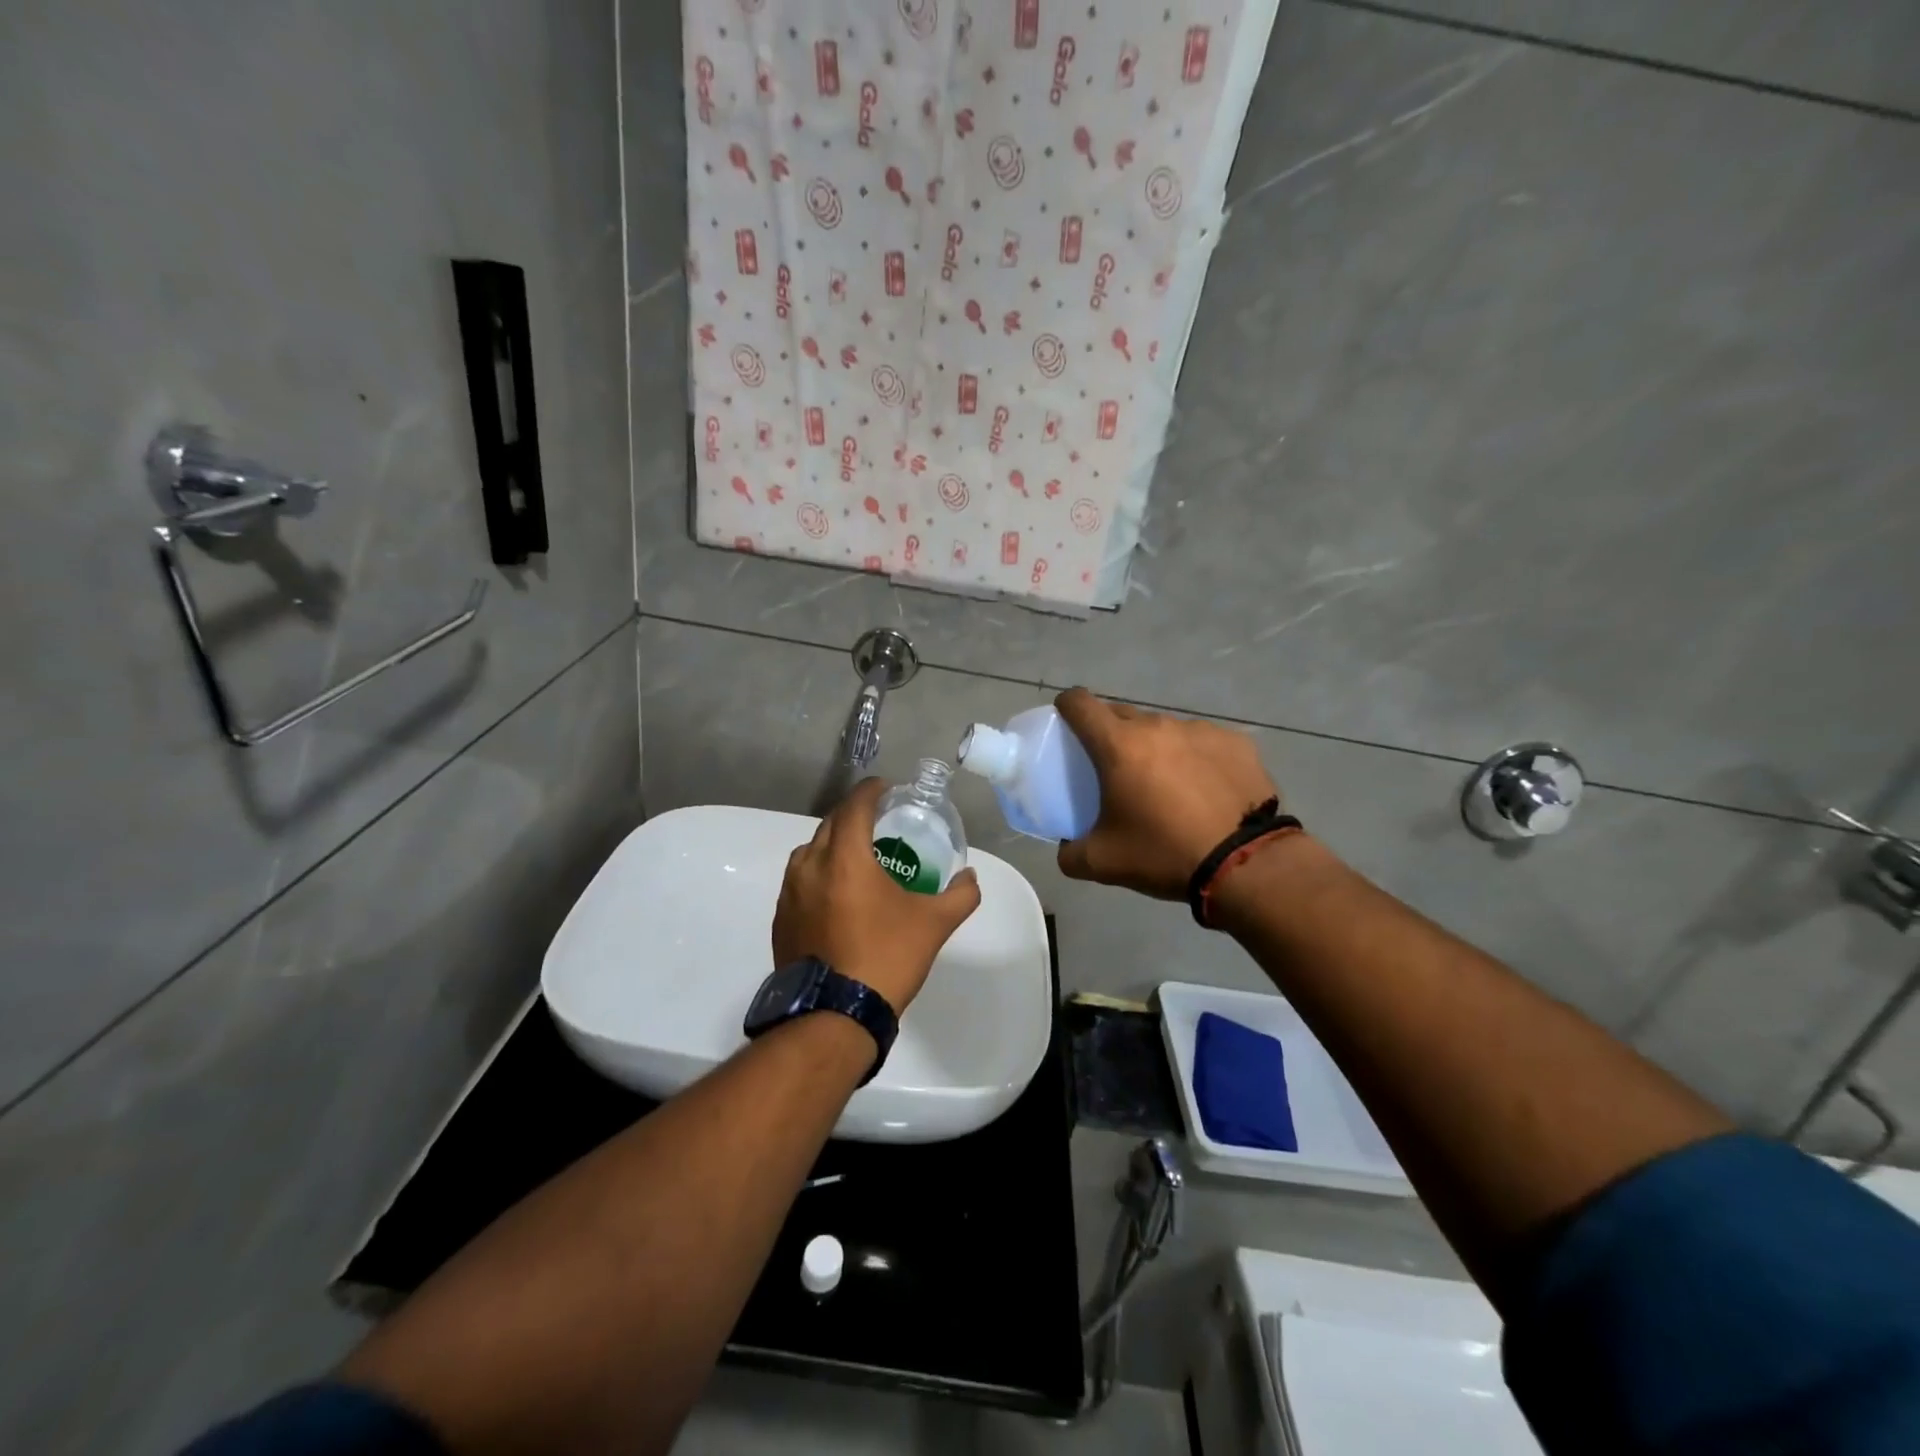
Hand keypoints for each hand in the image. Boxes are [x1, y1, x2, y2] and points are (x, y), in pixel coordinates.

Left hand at [772, 777, 981, 1013]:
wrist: (834, 1015)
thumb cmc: (886, 958)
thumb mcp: (934, 925)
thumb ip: (960, 895)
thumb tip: (971, 877)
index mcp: (844, 858)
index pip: (855, 806)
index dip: (871, 791)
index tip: (887, 789)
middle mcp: (810, 866)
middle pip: (830, 824)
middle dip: (853, 815)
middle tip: (878, 822)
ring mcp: (790, 894)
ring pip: (810, 852)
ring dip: (832, 844)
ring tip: (856, 857)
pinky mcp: (781, 919)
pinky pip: (799, 881)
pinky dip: (818, 874)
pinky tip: (836, 895)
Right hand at [1054, 687, 1281, 899]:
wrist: (1246, 865)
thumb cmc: (1164, 854)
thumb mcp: (1103, 863)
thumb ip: (1070, 852)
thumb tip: (1067, 847)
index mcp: (1119, 745)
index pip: (1079, 703)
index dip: (1066, 707)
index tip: (1066, 725)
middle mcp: (1158, 726)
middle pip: (1122, 715)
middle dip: (1111, 734)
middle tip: (1115, 769)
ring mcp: (1201, 730)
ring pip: (1164, 729)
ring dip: (1156, 748)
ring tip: (1167, 786)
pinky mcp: (1236, 742)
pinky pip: (1202, 742)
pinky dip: (1195, 759)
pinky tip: (1205, 791)